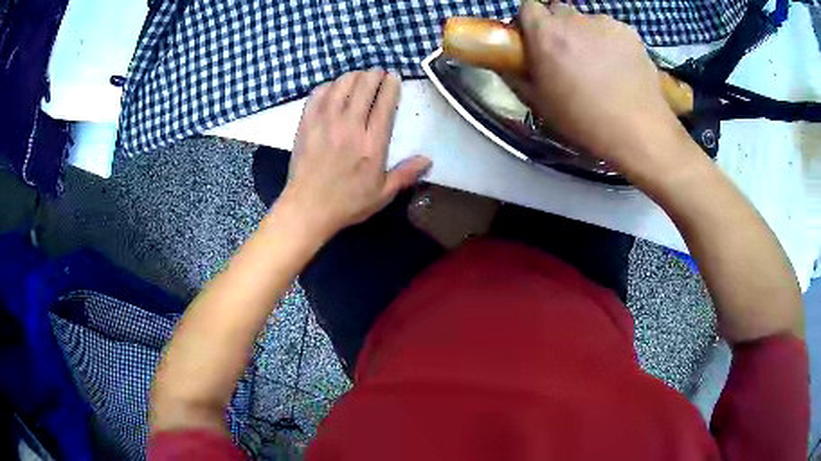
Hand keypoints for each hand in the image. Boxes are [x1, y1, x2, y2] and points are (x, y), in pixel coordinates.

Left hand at [279, 70, 431, 238]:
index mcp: (372, 143)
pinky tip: (332, 88)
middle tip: (377, 73)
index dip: (391, 85)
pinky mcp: (307, 124)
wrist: (307, 208)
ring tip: (358, 76)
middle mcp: (350, 126)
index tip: (393, 77)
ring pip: (341, 86)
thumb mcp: (382, 194)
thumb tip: (428, 160)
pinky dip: (328, 86)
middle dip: (373, 75)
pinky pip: (317, 95)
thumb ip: (406, 174)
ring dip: (352, 76)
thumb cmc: (347, 203)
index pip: (385, 103)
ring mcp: (326, 122)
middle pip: (364, 87)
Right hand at [510, 1, 688, 175]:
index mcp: (547, 33)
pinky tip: (620, 67)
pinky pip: (612, 30)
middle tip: (568, 56)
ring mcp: (605, 23)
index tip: (535, 41)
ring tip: (599, 66)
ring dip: (586, 35)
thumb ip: (516, 75)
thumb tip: (507, 61)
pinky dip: (611, 42)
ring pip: (587, 21)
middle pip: (558, 11)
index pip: (528, 7)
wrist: (639, 133)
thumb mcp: (540, 104)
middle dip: (558, 27)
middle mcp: (574, 19)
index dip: (530, 22)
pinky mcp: (630, 32)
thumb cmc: (585, 122)